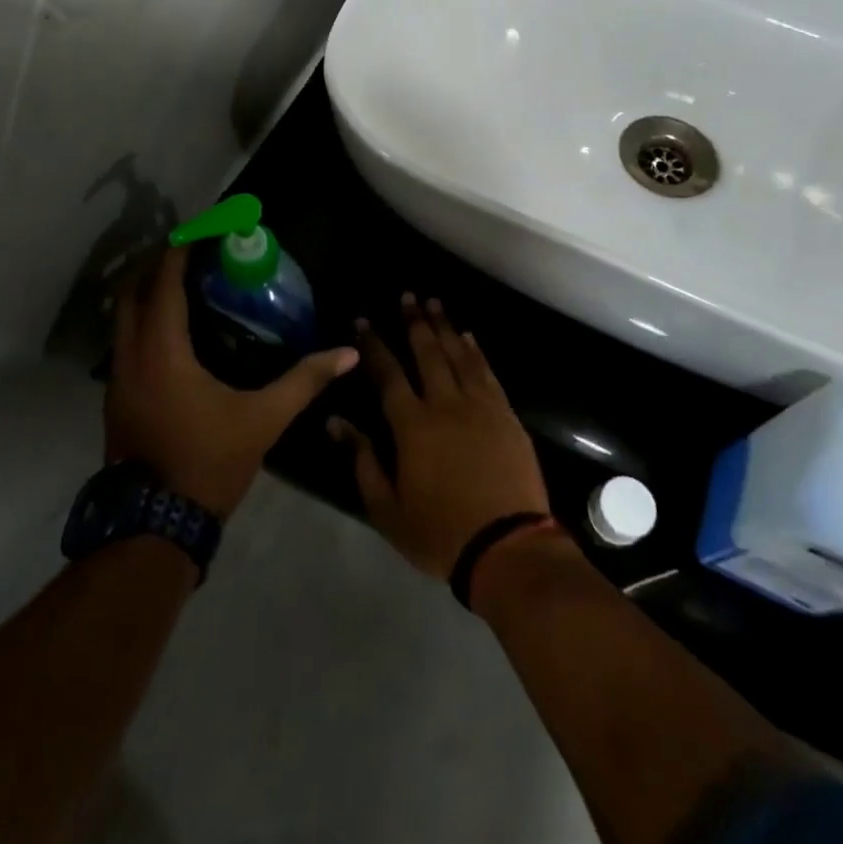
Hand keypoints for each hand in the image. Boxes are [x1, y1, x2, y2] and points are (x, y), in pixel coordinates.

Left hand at [107, 246, 358, 518]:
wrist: (154, 525)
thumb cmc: (208, 462)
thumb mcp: (263, 420)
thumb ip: (305, 381)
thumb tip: (347, 354)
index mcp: (162, 352)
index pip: (164, 284)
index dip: (180, 251)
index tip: (201, 230)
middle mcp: (131, 356)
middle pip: (132, 292)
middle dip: (157, 265)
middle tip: (192, 252)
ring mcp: (117, 378)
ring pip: (123, 318)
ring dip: (147, 293)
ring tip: (185, 285)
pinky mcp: (117, 398)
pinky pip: (125, 341)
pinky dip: (144, 321)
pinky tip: (174, 332)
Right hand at [328, 294, 550, 577]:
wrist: (507, 547)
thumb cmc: (440, 532)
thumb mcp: (387, 507)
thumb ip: (362, 460)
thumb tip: (335, 422)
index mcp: (413, 425)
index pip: (388, 374)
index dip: (374, 346)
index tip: (363, 321)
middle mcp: (446, 404)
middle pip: (427, 353)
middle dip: (414, 322)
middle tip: (407, 296)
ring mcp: (480, 406)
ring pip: (459, 355)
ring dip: (445, 327)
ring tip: (434, 303)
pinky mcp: (506, 415)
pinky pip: (487, 373)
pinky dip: (476, 351)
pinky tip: (468, 337)